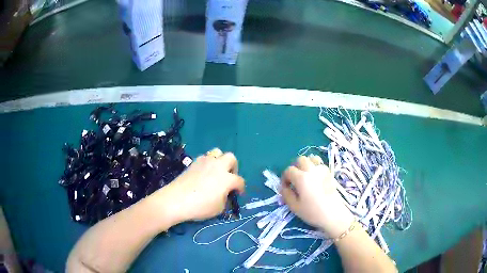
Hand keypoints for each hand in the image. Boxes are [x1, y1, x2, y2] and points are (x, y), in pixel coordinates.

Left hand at [155, 148, 244, 222]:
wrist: (176, 200)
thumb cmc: (200, 206)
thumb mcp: (219, 208)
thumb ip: (225, 198)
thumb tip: (224, 193)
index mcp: (227, 178)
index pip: (239, 181)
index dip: (241, 188)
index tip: (238, 194)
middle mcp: (218, 166)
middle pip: (231, 158)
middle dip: (233, 167)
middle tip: (229, 178)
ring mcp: (205, 162)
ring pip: (217, 153)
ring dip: (220, 161)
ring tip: (216, 172)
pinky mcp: (194, 162)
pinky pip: (205, 157)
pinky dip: (208, 163)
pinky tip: (204, 173)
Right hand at [280, 155, 353, 237]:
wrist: (334, 215)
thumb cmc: (313, 212)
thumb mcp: (294, 207)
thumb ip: (286, 194)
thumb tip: (284, 187)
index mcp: (301, 178)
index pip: (289, 170)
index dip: (284, 178)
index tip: (286, 187)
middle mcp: (312, 170)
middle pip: (300, 159)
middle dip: (295, 167)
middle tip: (294, 179)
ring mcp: (322, 170)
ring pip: (312, 158)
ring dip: (306, 164)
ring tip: (305, 175)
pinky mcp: (330, 173)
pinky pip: (320, 164)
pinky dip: (315, 167)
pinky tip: (315, 178)